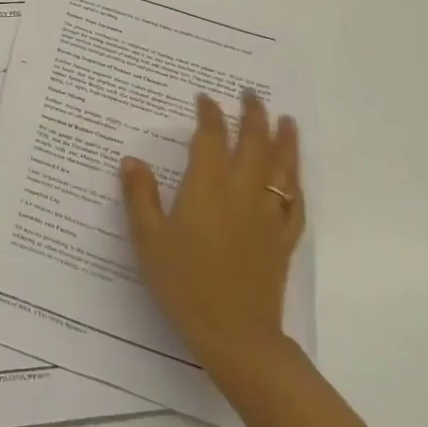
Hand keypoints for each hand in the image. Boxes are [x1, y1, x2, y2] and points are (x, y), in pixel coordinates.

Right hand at [120, 90, 304, 376]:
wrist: (235, 332)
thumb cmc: (184, 282)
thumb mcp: (148, 238)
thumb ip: (140, 196)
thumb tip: (132, 161)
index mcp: (208, 187)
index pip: (211, 138)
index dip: (209, 115)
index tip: (204, 98)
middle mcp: (243, 193)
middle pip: (254, 143)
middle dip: (253, 115)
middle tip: (250, 94)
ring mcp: (268, 216)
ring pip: (282, 167)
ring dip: (284, 140)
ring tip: (287, 120)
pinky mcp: (282, 239)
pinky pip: (294, 201)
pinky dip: (295, 182)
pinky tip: (294, 177)